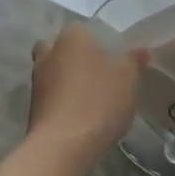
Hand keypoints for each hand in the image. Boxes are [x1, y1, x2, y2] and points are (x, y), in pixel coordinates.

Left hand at [26, 22, 148, 174]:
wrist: (62, 146)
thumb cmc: (98, 101)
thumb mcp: (128, 79)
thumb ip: (134, 61)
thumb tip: (141, 51)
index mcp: (72, 36)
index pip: (84, 29)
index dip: (98, 42)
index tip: (113, 59)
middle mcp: (49, 53)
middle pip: (62, 49)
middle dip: (74, 58)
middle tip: (97, 74)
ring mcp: (37, 81)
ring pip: (53, 72)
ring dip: (67, 81)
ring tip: (92, 99)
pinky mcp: (32, 108)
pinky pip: (50, 97)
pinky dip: (62, 102)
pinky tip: (80, 117)